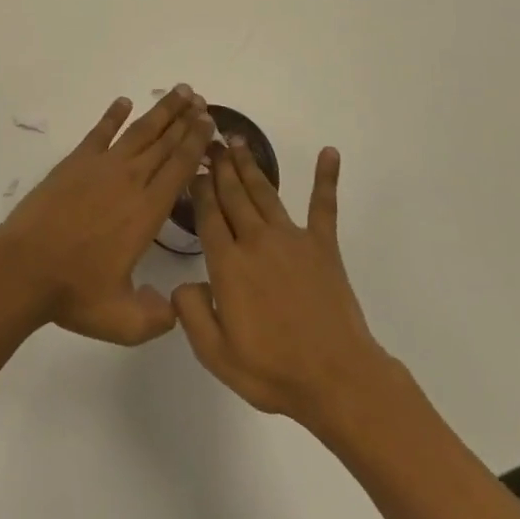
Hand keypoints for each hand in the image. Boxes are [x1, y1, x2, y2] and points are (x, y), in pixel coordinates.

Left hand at [0, 86, 214, 345]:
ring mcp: (100, 167)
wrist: (24, 267)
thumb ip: (156, 316)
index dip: (196, 143)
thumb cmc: (75, 292)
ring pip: (139, 132)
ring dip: (161, 111)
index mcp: (147, 212)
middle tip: (202, 101)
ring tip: (179, 92)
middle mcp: (129, 181)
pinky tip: (124, 102)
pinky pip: (100, 132)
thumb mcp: (123, 321)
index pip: (179, 169)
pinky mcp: (75, 163)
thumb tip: (175, 306)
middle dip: (186, 121)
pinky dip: (113, 115)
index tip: (210, 123)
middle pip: (164, 143)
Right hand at [173, 144, 395, 433]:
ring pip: (264, 192)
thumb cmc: (272, 371)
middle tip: (210, 139)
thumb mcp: (216, 354)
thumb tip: (183, 283)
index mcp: (228, 265)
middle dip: (220, 166)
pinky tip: (329, 152)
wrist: (336, 379)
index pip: (208, 216)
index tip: (192, 167)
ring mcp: (291, 239)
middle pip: (233, 195)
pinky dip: (326, 178)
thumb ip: (191, 313)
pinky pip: (323, 205)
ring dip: (250, 164)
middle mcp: (256, 241)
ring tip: (237, 140)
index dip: (199, 189)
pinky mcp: (323, 246)